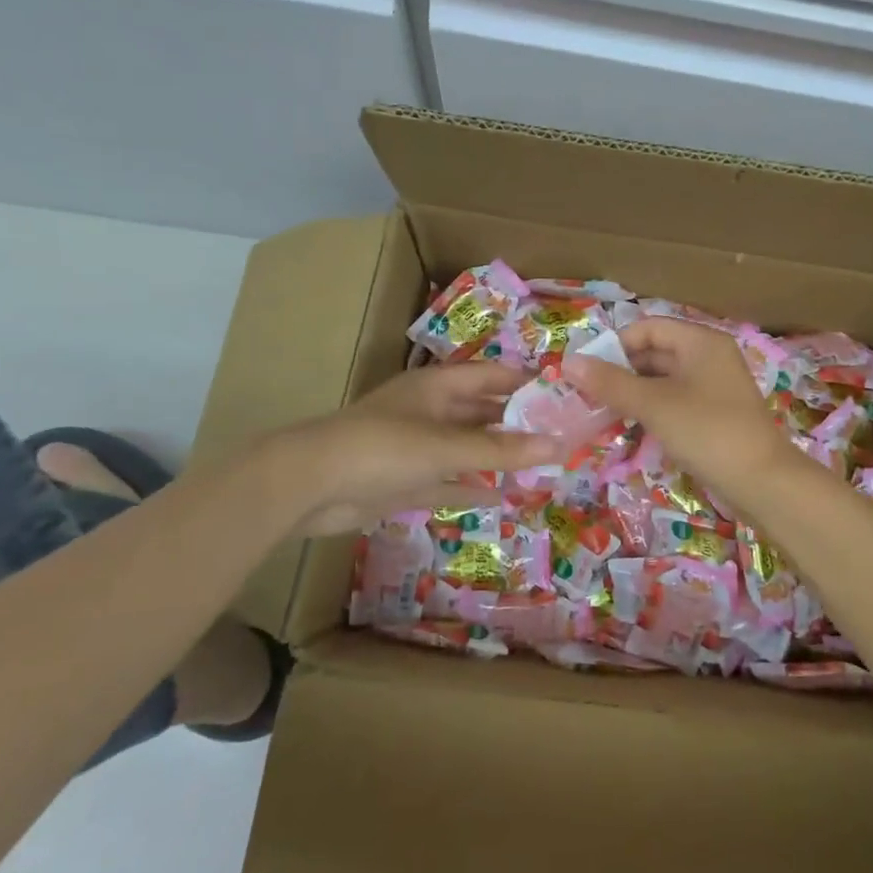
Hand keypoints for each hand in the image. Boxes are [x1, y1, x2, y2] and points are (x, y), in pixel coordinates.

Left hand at [284, 364, 558, 536]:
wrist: (309, 485)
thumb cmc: (381, 448)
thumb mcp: (444, 446)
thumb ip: (500, 449)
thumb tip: (558, 446)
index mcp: (437, 387)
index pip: (491, 376)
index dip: (525, 382)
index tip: (564, 394)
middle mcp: (430, 412)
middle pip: (482, 412)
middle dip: (517, 422)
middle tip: (561, 435)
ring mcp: (416, 448)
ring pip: (467, 448)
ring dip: (498, 456)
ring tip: (542, 465)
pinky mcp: (405, 481)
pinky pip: (448, 481)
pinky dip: (472, 486)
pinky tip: (503, 495)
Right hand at [563, 318, 797, 505]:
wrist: (762, 481)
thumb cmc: (706, 431)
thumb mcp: (654, 404)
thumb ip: (611, 382)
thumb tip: (569, 362)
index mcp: (700, 342)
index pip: (648, 328)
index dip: (615, 345)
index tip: (586, 371)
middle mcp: (709, 357)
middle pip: (655, 352)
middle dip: (620, 371)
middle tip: (587, 394)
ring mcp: (714, 387)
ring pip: (663, 380)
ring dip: (632, 392)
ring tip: (601, 412)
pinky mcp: (714, 414)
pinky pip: (675, 401)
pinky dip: (651, 409)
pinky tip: (629, 426)